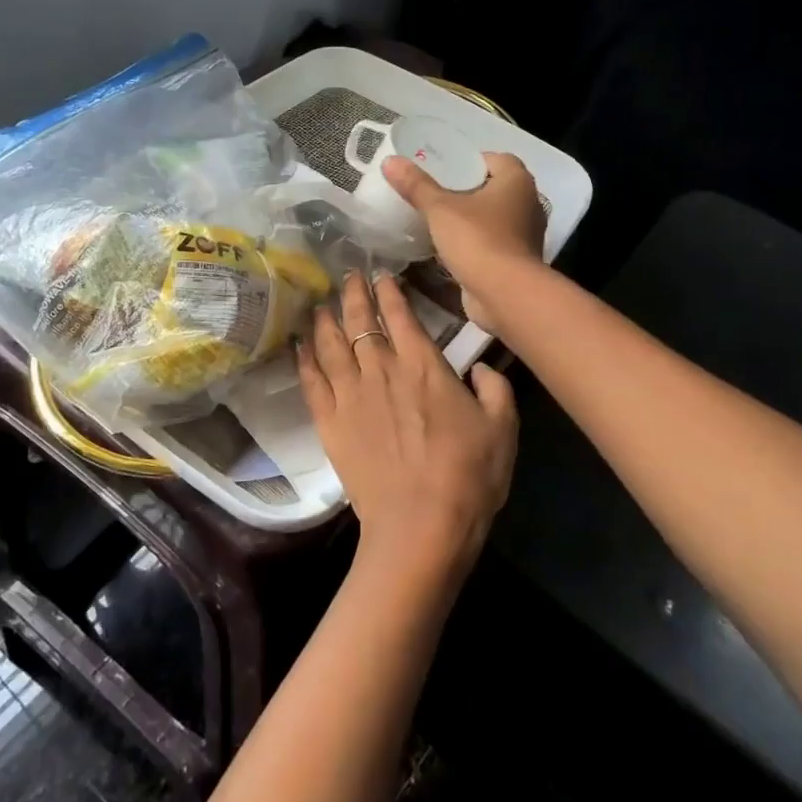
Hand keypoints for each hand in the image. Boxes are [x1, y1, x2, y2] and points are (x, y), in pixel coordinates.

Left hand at [296, 271, 517, 577]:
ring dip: (325, 320)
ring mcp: (350, 396)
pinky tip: (298, 345)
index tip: (382, 275)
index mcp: (423, 365)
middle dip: (354, 294)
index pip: (401, 315)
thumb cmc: (468, 476)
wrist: (421, 526)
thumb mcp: (503, 427)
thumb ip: (494, 388)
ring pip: (331, 345)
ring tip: (320, 303)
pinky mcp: (330, 424)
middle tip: (348, 276)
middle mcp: (381, 370)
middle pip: (361, 322)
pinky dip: (304, 359)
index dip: (390, 292)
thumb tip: (479, 367)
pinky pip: (311, 381)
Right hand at [380, 151, 544, 334]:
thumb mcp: (440, 208)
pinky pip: (492, 241)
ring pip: (493, 217)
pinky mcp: (516, 260)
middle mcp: (528, 203)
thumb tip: (390, 161)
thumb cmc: (477, 240)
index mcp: (517, 181)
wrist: (504, 294)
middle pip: (492, 188)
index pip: (494, 159)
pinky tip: (449, 247)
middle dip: (466, 191)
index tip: (441, 172)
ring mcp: (524, 234)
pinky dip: (474, 242)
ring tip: (437, 220)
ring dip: (470, 218)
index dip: (468, 162)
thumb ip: (416, 185)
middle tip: (433, 194)